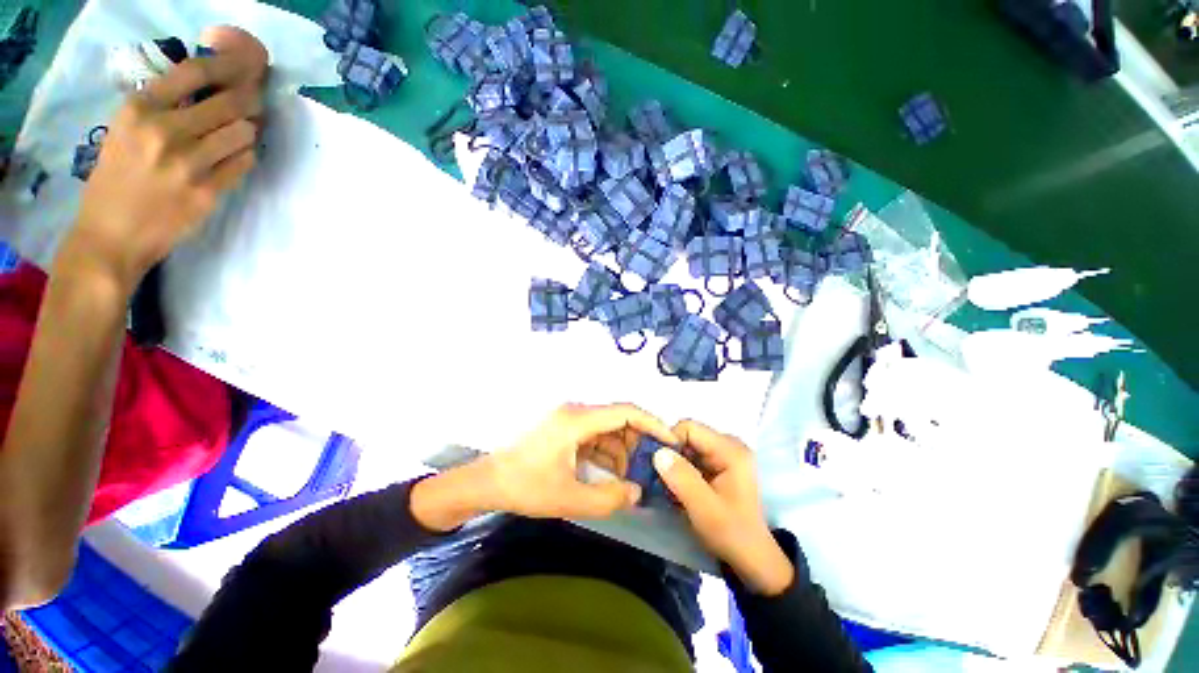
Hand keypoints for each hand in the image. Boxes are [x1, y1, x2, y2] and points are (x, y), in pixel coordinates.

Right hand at [68, 27, 267, 291]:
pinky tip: (235, 158)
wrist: (111, 236)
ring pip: (245, 132)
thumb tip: (214, 90)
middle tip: (253, 102)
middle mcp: (165, 130)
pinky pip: (244, 163)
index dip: (229, 67)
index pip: (197, 72)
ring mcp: (188, 164)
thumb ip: (164, 107)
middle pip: (232, 102)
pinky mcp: (208, 192)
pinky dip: (245, 157)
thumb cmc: (115, 180)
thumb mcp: (126, 130)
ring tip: (238, 135)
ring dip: (247, 132)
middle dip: (249, 100)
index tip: (246, 68)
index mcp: (139, 109)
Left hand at [487, 403, 680, 518]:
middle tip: (646, 470)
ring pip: (606, 429)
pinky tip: (605, 474)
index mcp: (578, 419)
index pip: (625, 411)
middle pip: (617, 419)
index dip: (652, 423)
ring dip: (618, 451)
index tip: (669, 440)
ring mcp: (567, 419)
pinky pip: (592, 436)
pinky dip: (603, 453)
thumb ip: (609, 498)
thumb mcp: (569, 498)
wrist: (486, 482)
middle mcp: (575, 412)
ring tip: (623, 480)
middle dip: (634, 444)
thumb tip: (638, 491)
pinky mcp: (562, 428)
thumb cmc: (525, 487)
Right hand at [654, 420, 794, 595]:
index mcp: (730, 450)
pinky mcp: (719, 465)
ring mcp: (725, 455)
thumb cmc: (732, 533)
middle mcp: (729, 445)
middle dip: (670, 453)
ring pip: (688, 446)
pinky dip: (681, 469)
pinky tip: (676, 487)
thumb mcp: (704, 509)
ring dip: (674, 463)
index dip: (670, 441)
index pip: (690, 428)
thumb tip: (658, 452)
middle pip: (688, 435)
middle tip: (659, 476)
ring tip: (666, 484)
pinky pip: (693, 457)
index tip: (657, 465)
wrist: (753, 560)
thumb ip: (681, 478)